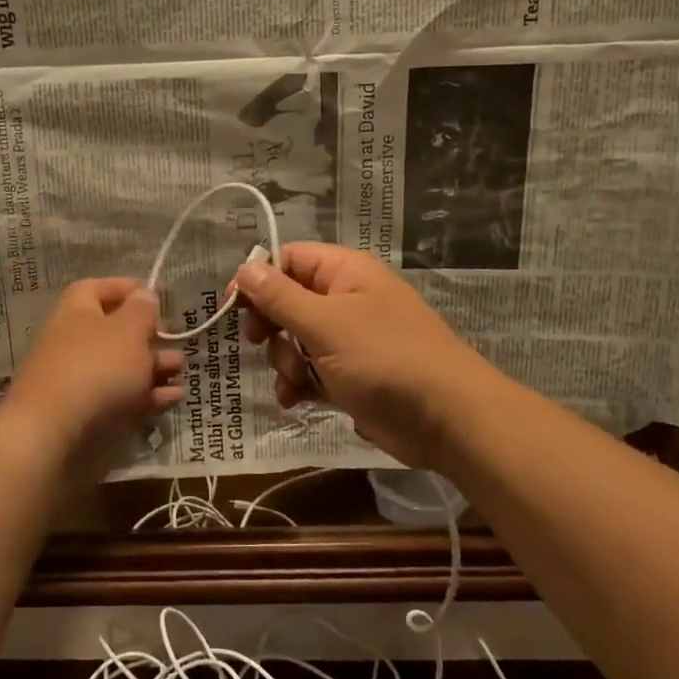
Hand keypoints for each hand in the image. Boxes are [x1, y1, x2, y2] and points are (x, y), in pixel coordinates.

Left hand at [0, 279, 183, 475]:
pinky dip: (148, 395)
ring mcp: (78, 379)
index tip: (155, 297)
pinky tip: (174, 397)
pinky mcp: (86, 413)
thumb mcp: (129, 330)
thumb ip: (142, 310)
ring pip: (121, 366)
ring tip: (181, 368)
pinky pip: (121, 396)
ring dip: (153, 365)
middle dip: (148, 335)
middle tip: (175, 339)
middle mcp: (74, 340)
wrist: (53, 434)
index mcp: (76, 311)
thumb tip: (144, 296)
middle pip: (114, 330)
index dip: (127, 289)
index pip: (98, 288)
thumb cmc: (96, 367)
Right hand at [235, 244, 496, 468]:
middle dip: (272, 326)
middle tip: (261, 342)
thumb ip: (280, 297)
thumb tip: (245, 267)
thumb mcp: (325, 324)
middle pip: (288, 301)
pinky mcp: (351, 375)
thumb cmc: (384, 358)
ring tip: (298, 379)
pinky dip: (299, 383)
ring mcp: (349, 339)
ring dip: (285, 361)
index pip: (289, 259)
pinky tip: (295, 400)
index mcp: (345, 272)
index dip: (258, 279)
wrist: (447, 419)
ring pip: (296, 340)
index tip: (232, 306)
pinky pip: (311, 370)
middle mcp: (346, 299)